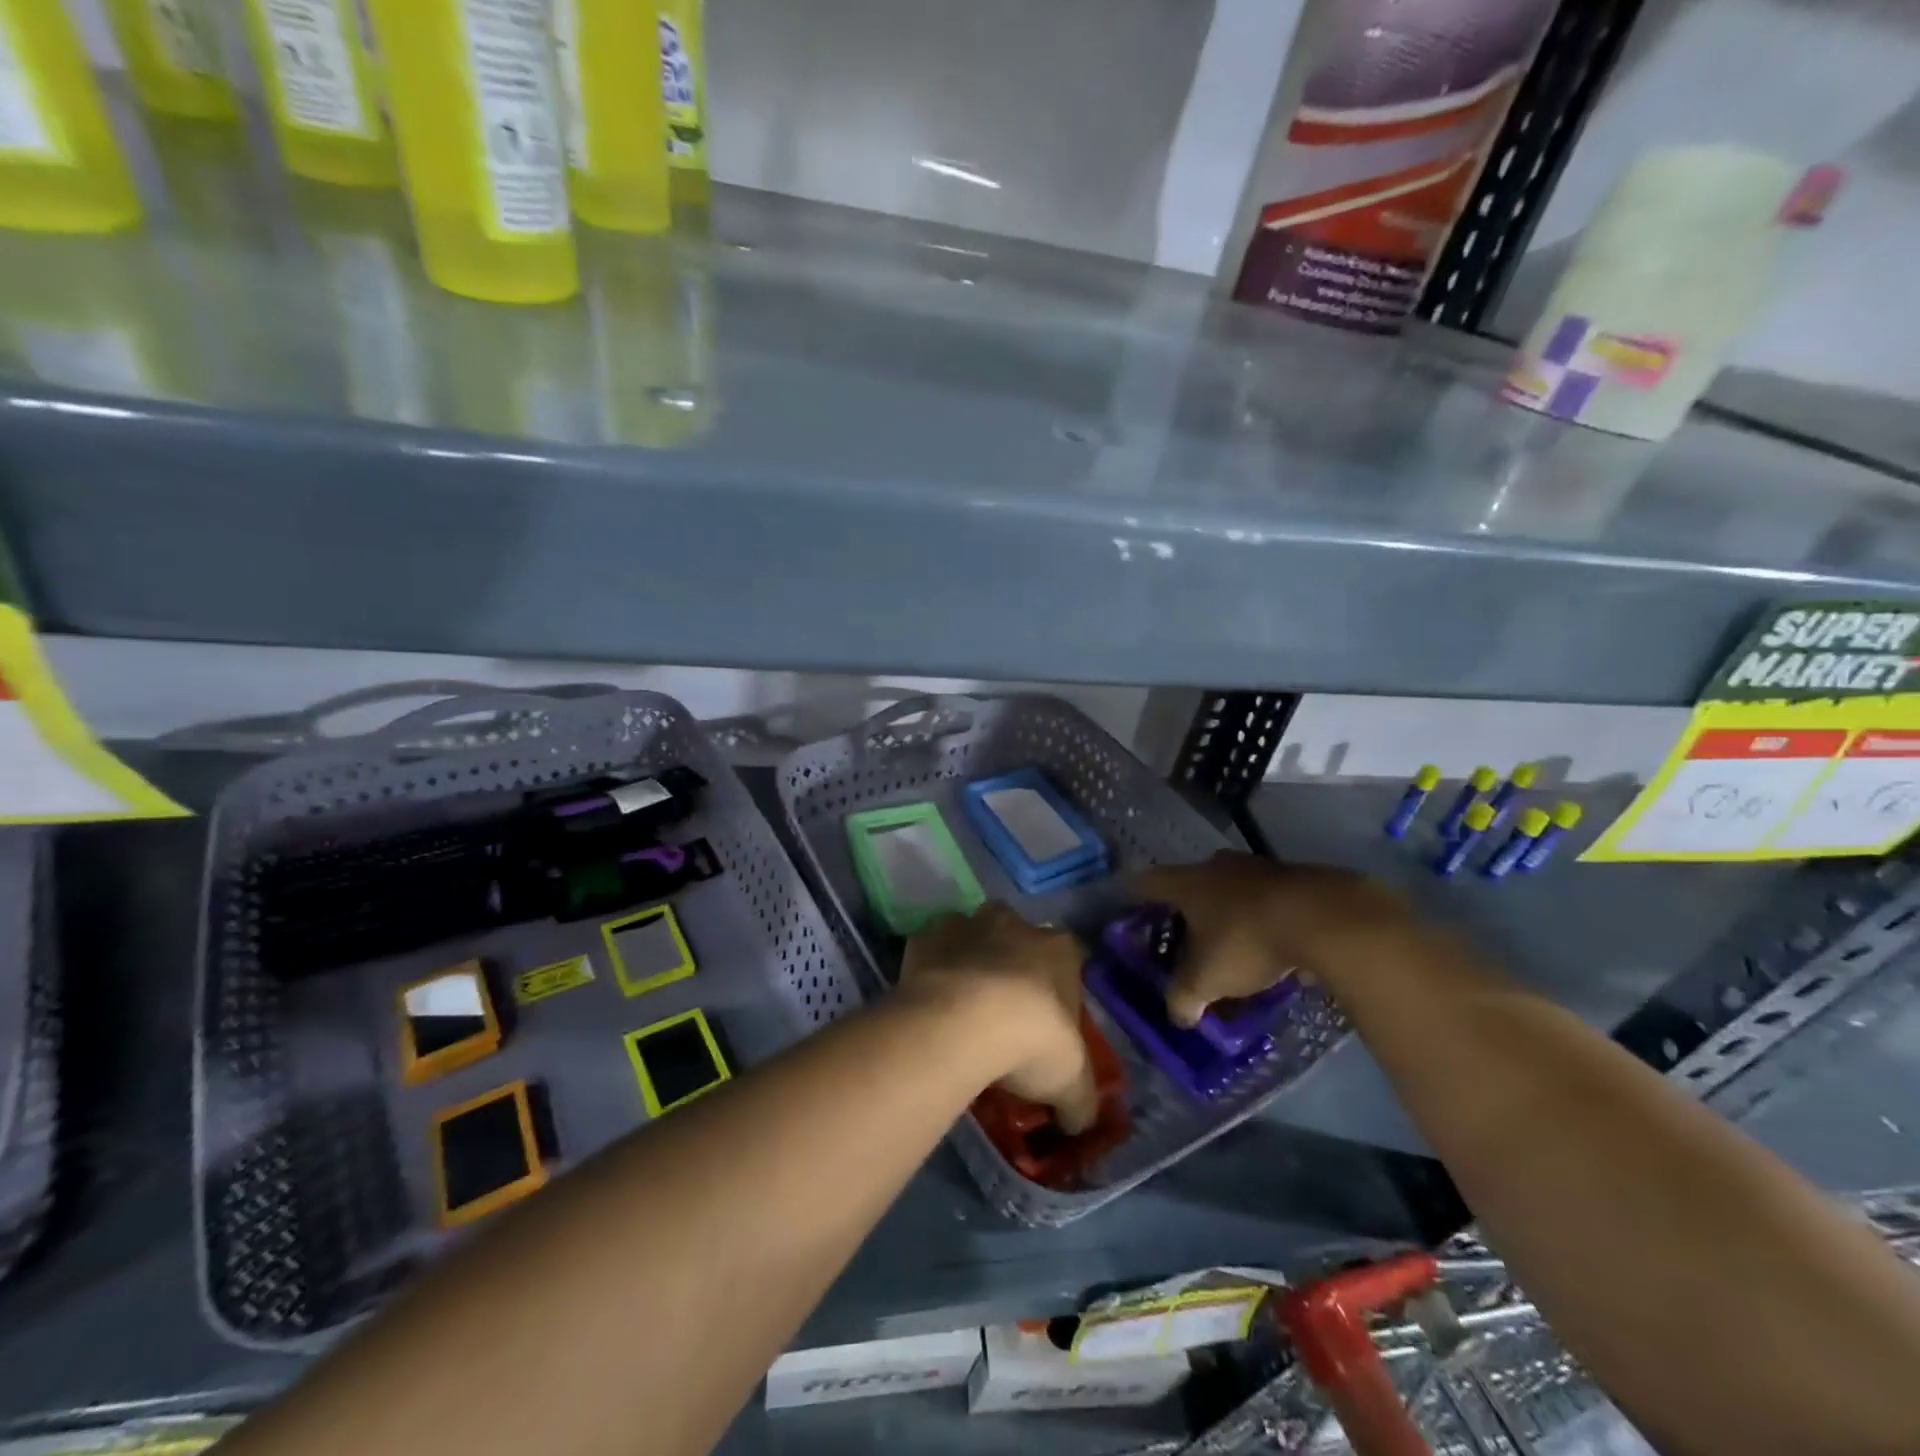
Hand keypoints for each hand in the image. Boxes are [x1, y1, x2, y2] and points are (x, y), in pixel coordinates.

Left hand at [898, 903, 1097, 1133]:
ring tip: (961, 1011)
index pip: (1069, 959)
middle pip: (1018, 939)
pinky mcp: (924, 937)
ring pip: (972, 938)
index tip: (1049, 1024)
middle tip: (1003, 1015)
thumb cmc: (1030, 1041)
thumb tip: (1078, 1120)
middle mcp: (1014, 923)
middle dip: (1013, 966)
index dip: (1060, 991)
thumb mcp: (1070, 1083)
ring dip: (970, 963)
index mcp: (1059, 948)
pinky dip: (932, 971)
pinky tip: (929, 1005)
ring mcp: (967, 924)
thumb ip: (1079, 1099)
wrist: (960, 1023)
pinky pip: (931, 951)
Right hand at [1132, 853, 1409, 1026]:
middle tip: (1183, 935)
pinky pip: (1267, 900)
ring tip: (1230, 946)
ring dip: (1228, 914)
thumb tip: (1178, 1015)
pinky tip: (1272, 946)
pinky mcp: (1295, 878)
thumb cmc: (1247, 941)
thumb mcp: (1206, 979)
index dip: (1134, 895)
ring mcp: (1258, 868)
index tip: (1128, 906)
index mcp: (1188, 883)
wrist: (1324, 918)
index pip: (1147, 883)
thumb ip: (1183, 998)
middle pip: (1191, 884)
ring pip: (1231, 891)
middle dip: (1186, 910)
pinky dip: (1262, 919)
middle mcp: (1217, 867)